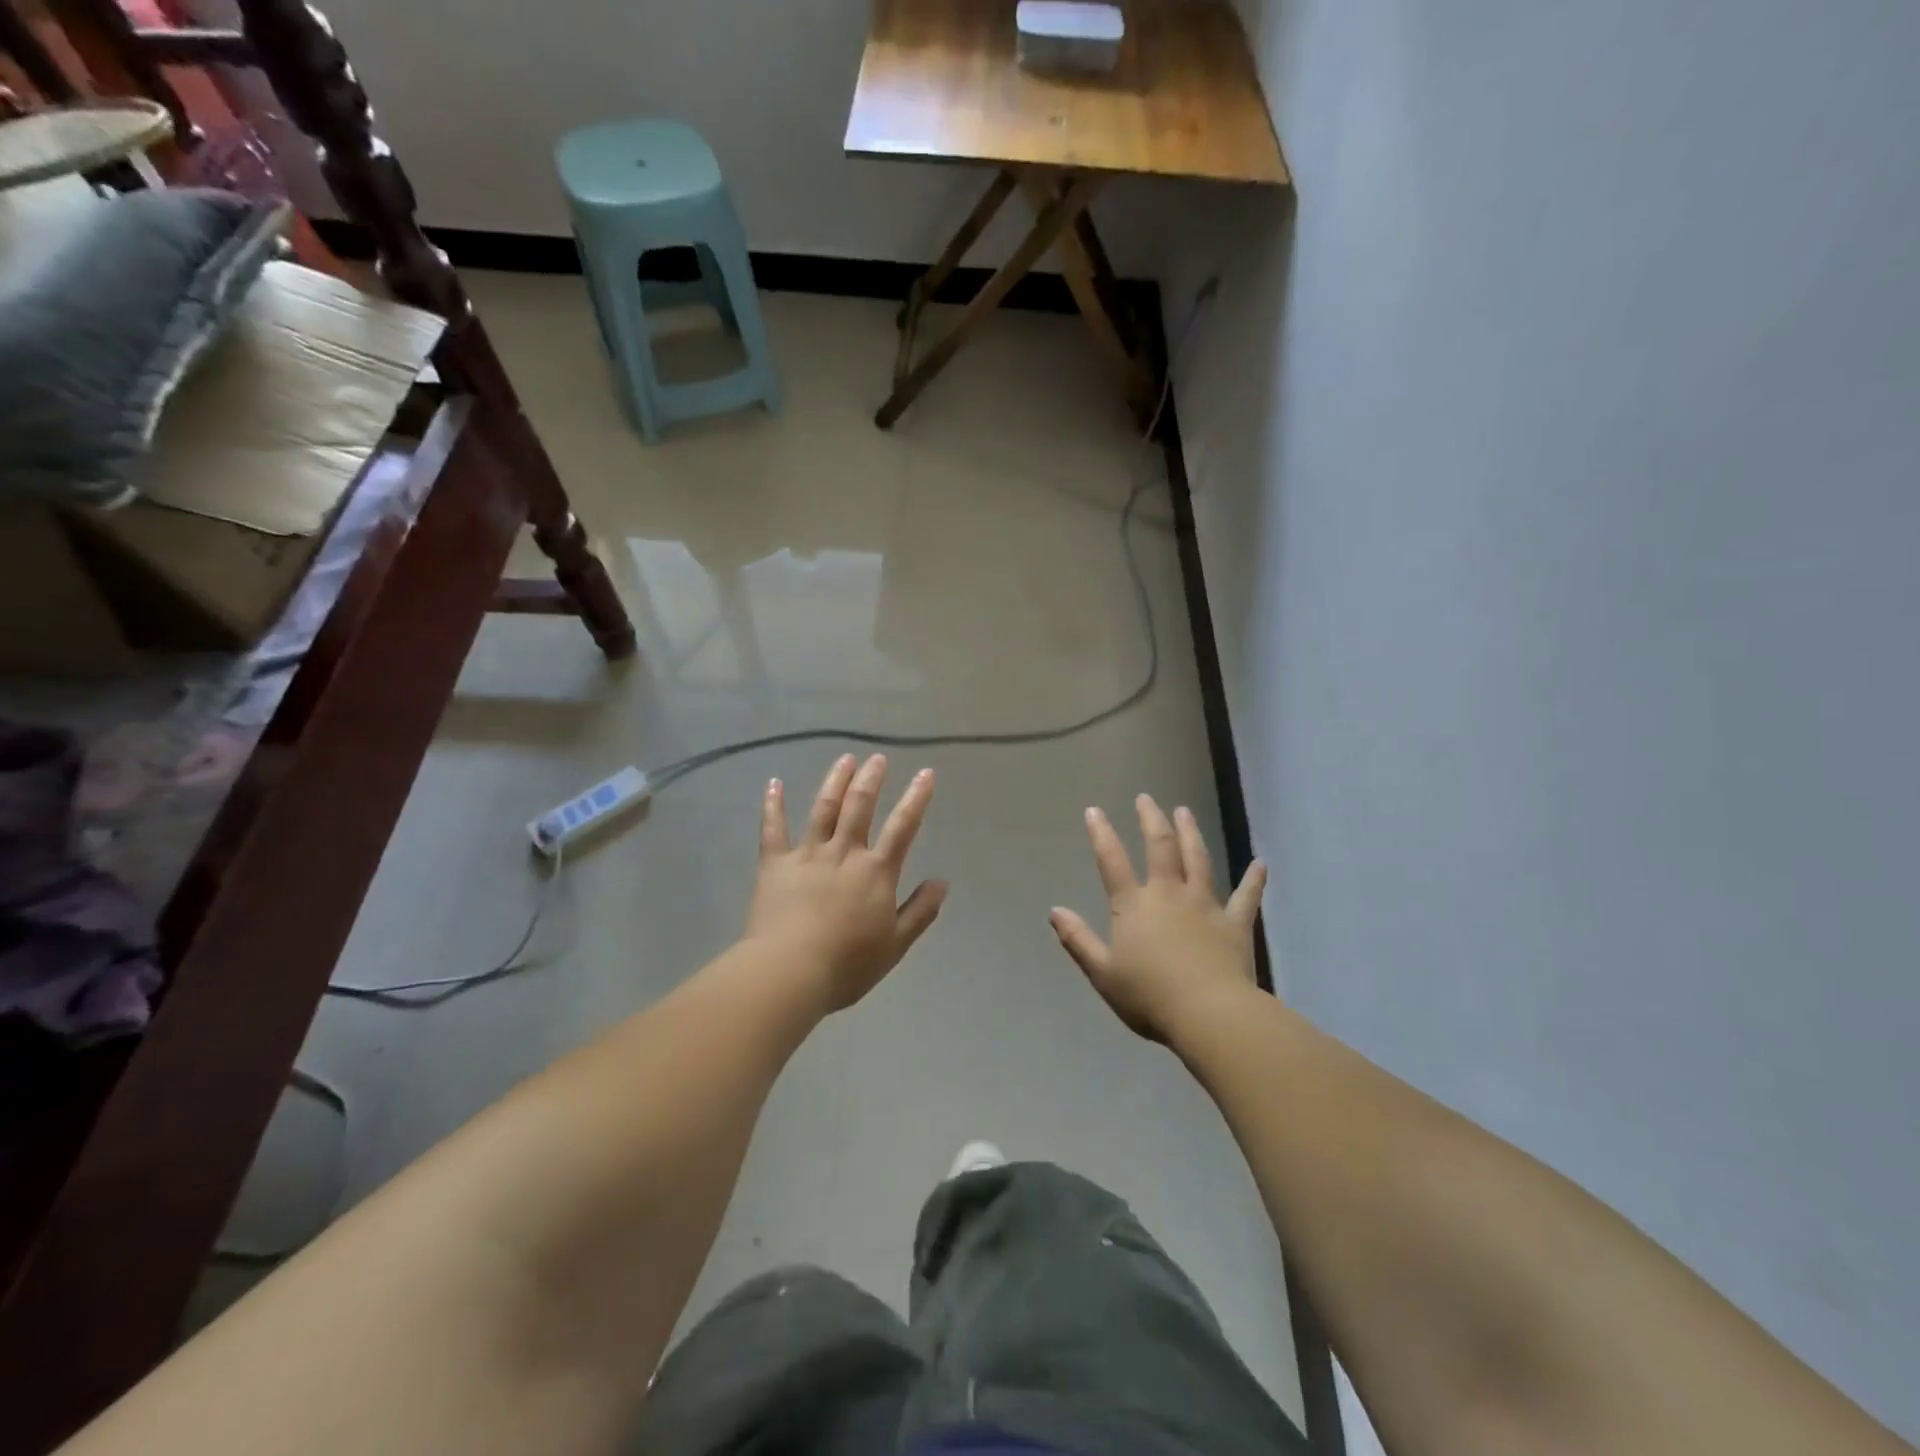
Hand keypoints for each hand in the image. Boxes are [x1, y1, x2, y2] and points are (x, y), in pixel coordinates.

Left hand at [744, 754, 946, 1012]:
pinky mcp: (775, 864)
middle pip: (860, 806)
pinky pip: (773, 829)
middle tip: (877, 758)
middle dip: (871, 779)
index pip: (903, 827)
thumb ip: (920, 911)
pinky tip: (774, 783)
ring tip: (845, 759)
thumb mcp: (895, 944)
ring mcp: (807, 854)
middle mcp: (844, 853)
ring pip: (823, 809)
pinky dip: (773, 804)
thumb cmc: (848, 964)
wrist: (790, 971)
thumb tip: (942, 882)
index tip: (925, 773)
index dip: (916, 798)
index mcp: (876, 871)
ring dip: (835, 781)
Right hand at [1050, 795, 1266, 1043]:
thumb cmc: (1149, 996)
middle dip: (1151, 820)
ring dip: (1191, 833)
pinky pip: (1246, 897)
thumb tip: (1055, 911)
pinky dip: (1254, 880)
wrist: (1208, 1013)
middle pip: (1160, 847)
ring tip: (1185, 811)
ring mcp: (1205, 905)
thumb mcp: (1102, 973)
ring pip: (1198, 860)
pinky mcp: (1234, 923)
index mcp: (1134, 905)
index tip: (1094, 810)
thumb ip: (1078, 940)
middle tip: (1146, 799)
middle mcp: (1169, 894)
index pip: (1112, 862)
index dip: (1101, 834)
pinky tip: (1261, 864)